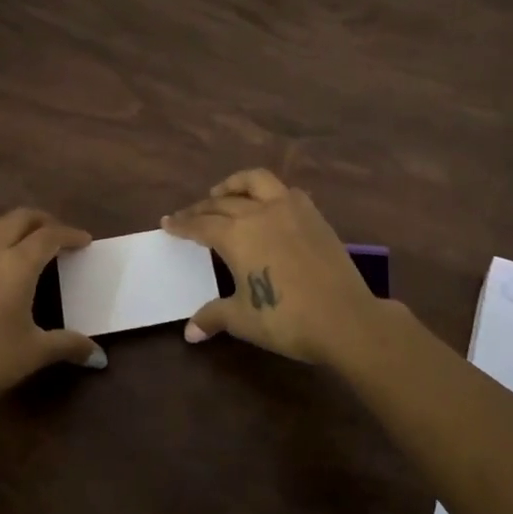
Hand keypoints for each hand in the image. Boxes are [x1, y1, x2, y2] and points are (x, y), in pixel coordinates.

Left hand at [0, 208, 104, 404]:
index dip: (70, 235)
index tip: (85, 241)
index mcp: (17, 265)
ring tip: (27, 240)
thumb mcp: (34, 353)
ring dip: (13, 224)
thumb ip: (68, 345)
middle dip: (43, 221)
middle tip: (59, 236)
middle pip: (19, 218)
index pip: (49, 236)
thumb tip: (99, 356)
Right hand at [161, 169, 390, 369]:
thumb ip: (214, 316)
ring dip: (234, 184)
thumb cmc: (286, 319)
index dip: (182, 224)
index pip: (200, 224)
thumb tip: (189, 332)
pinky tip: (268, 204)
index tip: (168, 222)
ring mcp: (290, 209)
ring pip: (255, 181)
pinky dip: (268, 192)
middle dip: (202, 207)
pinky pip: (285, 191)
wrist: (344, 317)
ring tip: (223, 193)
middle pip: (223, 202)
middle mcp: (259, 212)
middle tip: (190, 215)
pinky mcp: (314, 214)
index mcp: (236, 235)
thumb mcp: (243, 319)